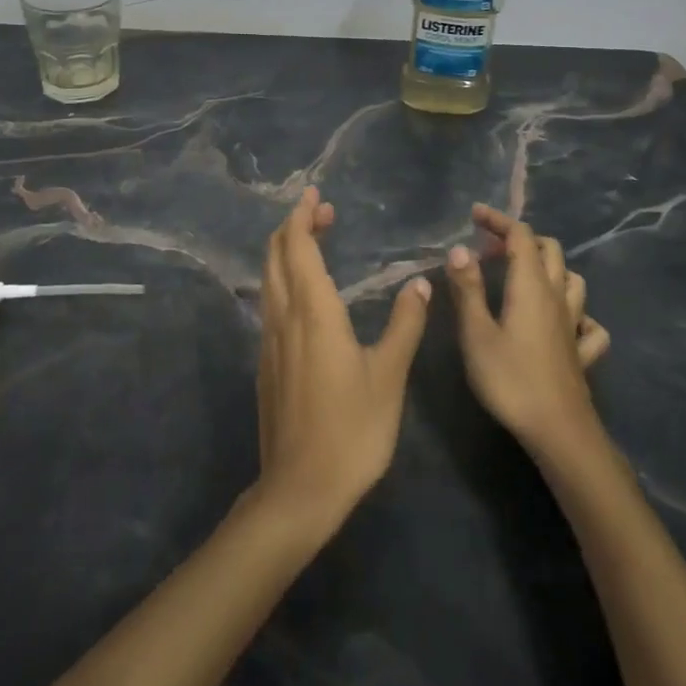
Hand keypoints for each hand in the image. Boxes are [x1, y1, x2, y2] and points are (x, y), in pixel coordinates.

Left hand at [255, 187, 430, 527]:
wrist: (299, 490)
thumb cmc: (352, 431)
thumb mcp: (389, 376)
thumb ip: (405, 325)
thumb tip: (420, 284)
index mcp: (313, 311)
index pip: (299, 246)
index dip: (304, 216)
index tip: (316, 195)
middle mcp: (284, 316)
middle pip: (277, 254)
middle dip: (295, 225)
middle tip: (323, 212)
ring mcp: (270, 339)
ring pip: (269, 277)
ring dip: (287, 250)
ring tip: (314, 241)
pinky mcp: (265, 362)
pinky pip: (270, 301)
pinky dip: (283, 278)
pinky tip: (305, 293)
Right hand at [447, 203, 611, 455]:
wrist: (559, 432)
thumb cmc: (511, 380)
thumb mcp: (476, 333)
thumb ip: (467, 289)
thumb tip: (459, 249)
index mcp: (531, 285)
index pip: (520, 236)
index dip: (499, 220)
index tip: (474, 215)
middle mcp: (557, 297)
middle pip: (549, 250)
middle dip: (520, 239)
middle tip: (490, 250)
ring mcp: (574, 325)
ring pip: (572, 280)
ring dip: (549, 268)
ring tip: (523, 277)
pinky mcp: (582, 353)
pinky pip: (588, 323)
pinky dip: (576, 313)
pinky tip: (562, 324)